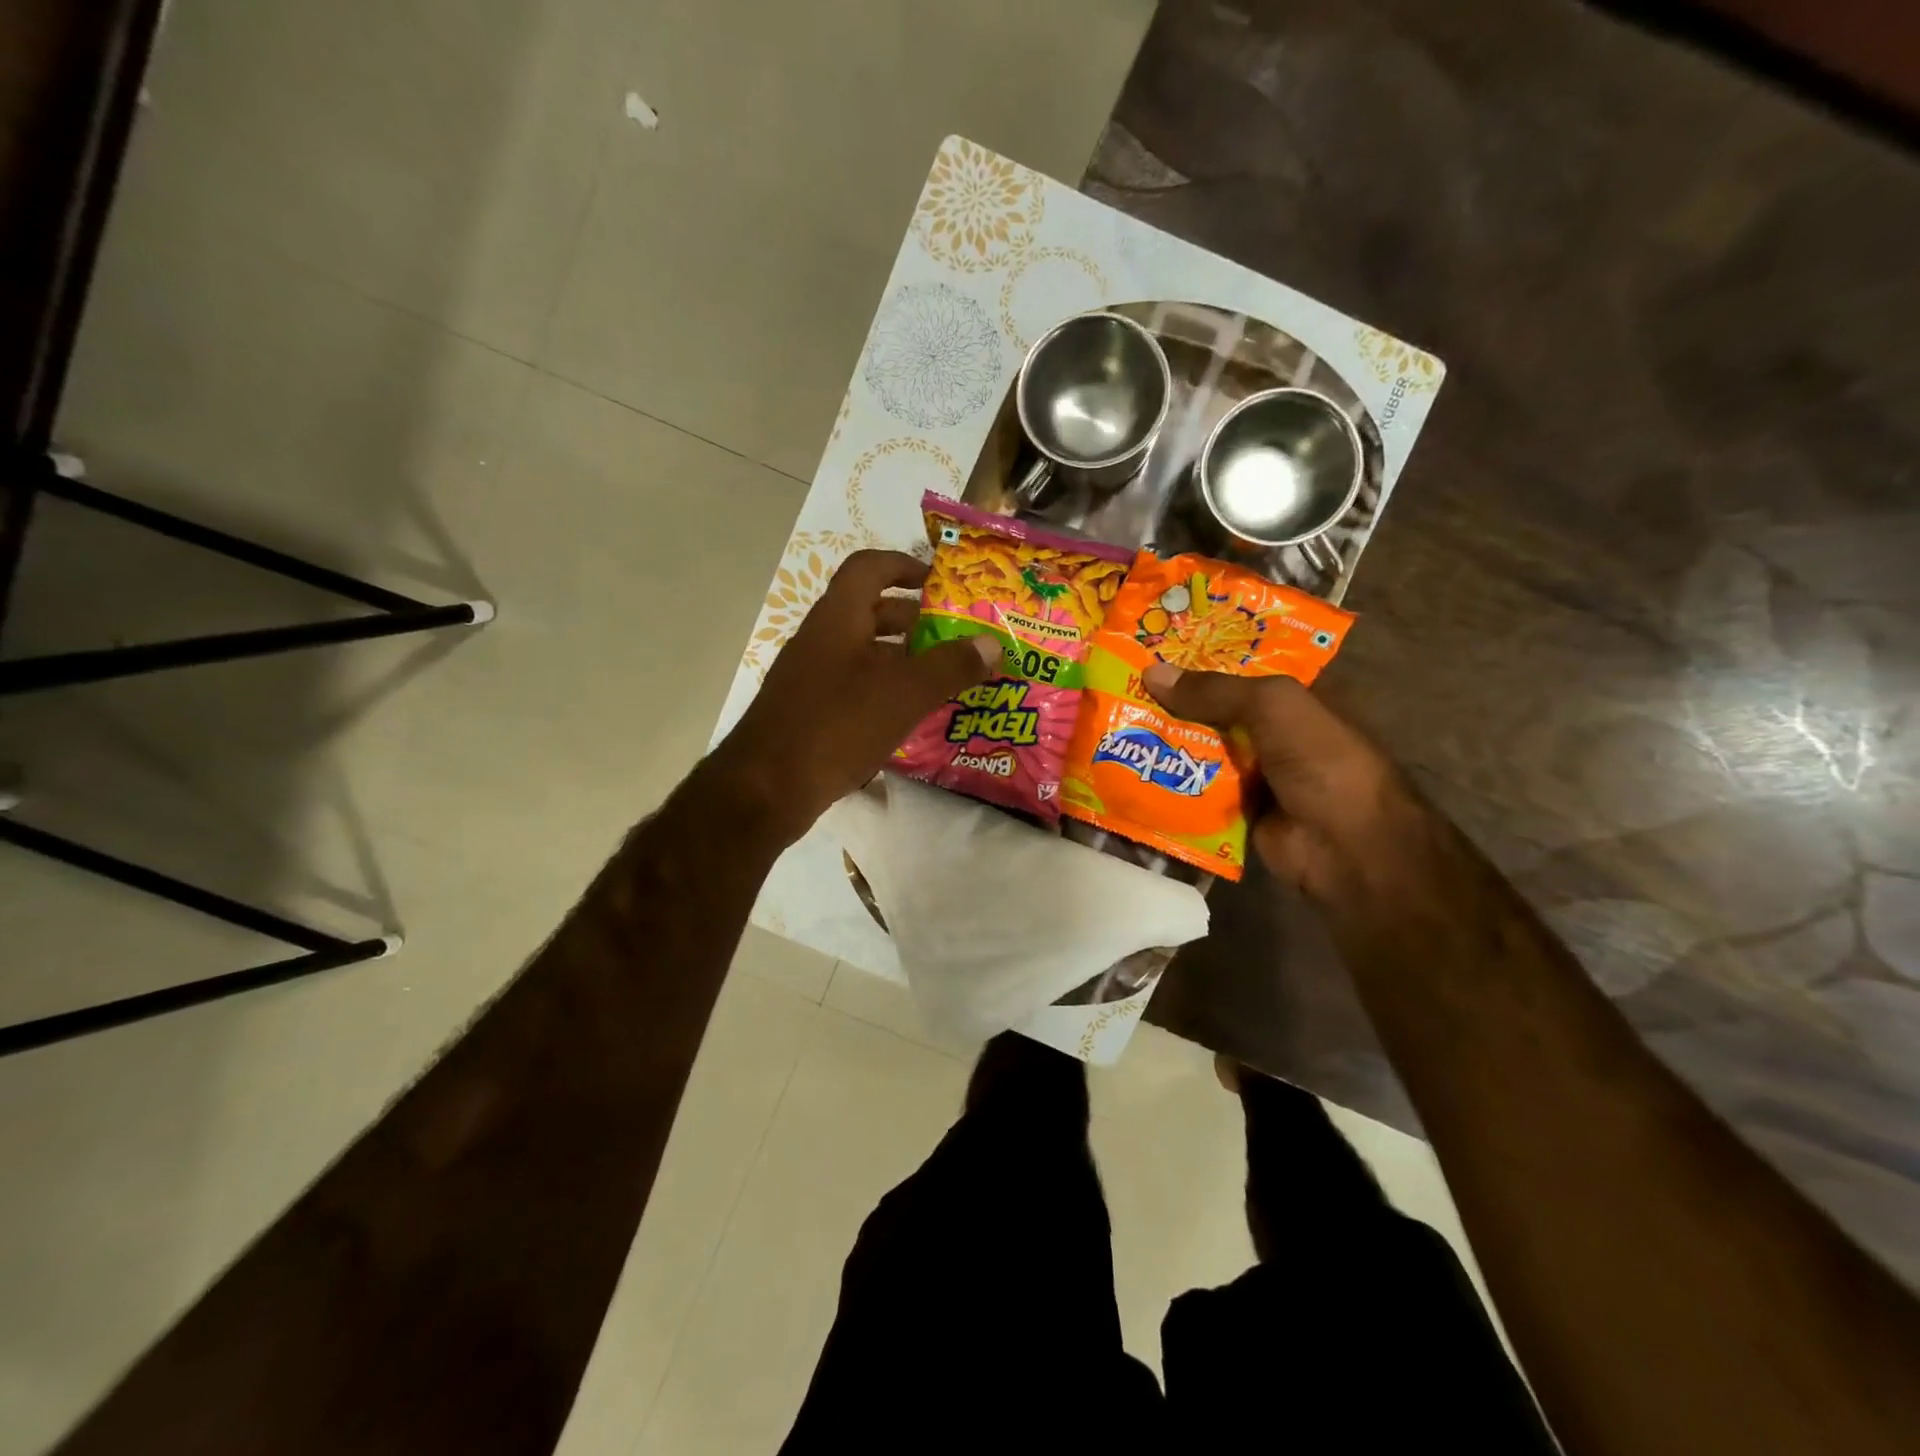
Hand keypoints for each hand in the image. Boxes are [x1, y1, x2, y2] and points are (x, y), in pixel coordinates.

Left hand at [713, 550, 998, 844]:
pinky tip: (909, 717)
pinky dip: (883, 691)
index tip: (940, 581)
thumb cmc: (837, 726)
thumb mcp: (903, 693)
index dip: (904, 565)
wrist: (766, 789)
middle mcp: (821, 639)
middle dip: (913, 619)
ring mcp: (811, 677)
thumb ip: (950, 666)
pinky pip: (853, 687)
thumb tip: (992, 643)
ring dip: (901, 659)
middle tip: (953, 636)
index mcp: (838, 618)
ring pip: (863, 653)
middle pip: (869, 611)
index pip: (869, 568)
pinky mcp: (810, 712)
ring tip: (942, 677)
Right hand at [1141, 663, 1426, 905]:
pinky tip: (1130, 769)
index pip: (1242, 667)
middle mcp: (1276, 731)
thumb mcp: (1273, 706)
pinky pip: (1197, 789)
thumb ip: (1213, 690)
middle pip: (1216, 709)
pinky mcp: (1238, 809)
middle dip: (1174, 700)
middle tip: (1120, 685)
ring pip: (1203, 749)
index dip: (1202, 657)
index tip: (1154, 648)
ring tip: (1112, 723)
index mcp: (1295, 697)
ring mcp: (1257, 772)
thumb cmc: (1321, 760)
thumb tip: (1150, 673)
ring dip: (1166, 741)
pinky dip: (1170, 782)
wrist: (1346, 847)